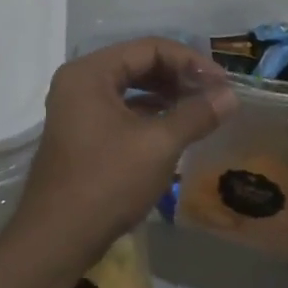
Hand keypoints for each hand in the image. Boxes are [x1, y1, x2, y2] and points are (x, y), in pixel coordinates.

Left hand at [9, 38, 235, 271]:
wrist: (57, 239)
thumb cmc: (107, 183)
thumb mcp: (159, 145)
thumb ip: (197, 114)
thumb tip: (231, 95)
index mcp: (90, 73)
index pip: (149, 48)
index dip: (190, 61)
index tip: (222, 83)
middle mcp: (79, 83)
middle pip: (139, 64)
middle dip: (179, 77)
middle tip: (214, 95)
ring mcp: (77, 110)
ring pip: (131, 89)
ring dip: (167, 96)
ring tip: (201, 110)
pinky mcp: (82, 135)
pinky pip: (122, 111)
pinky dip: (150, 115)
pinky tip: (176, 129)